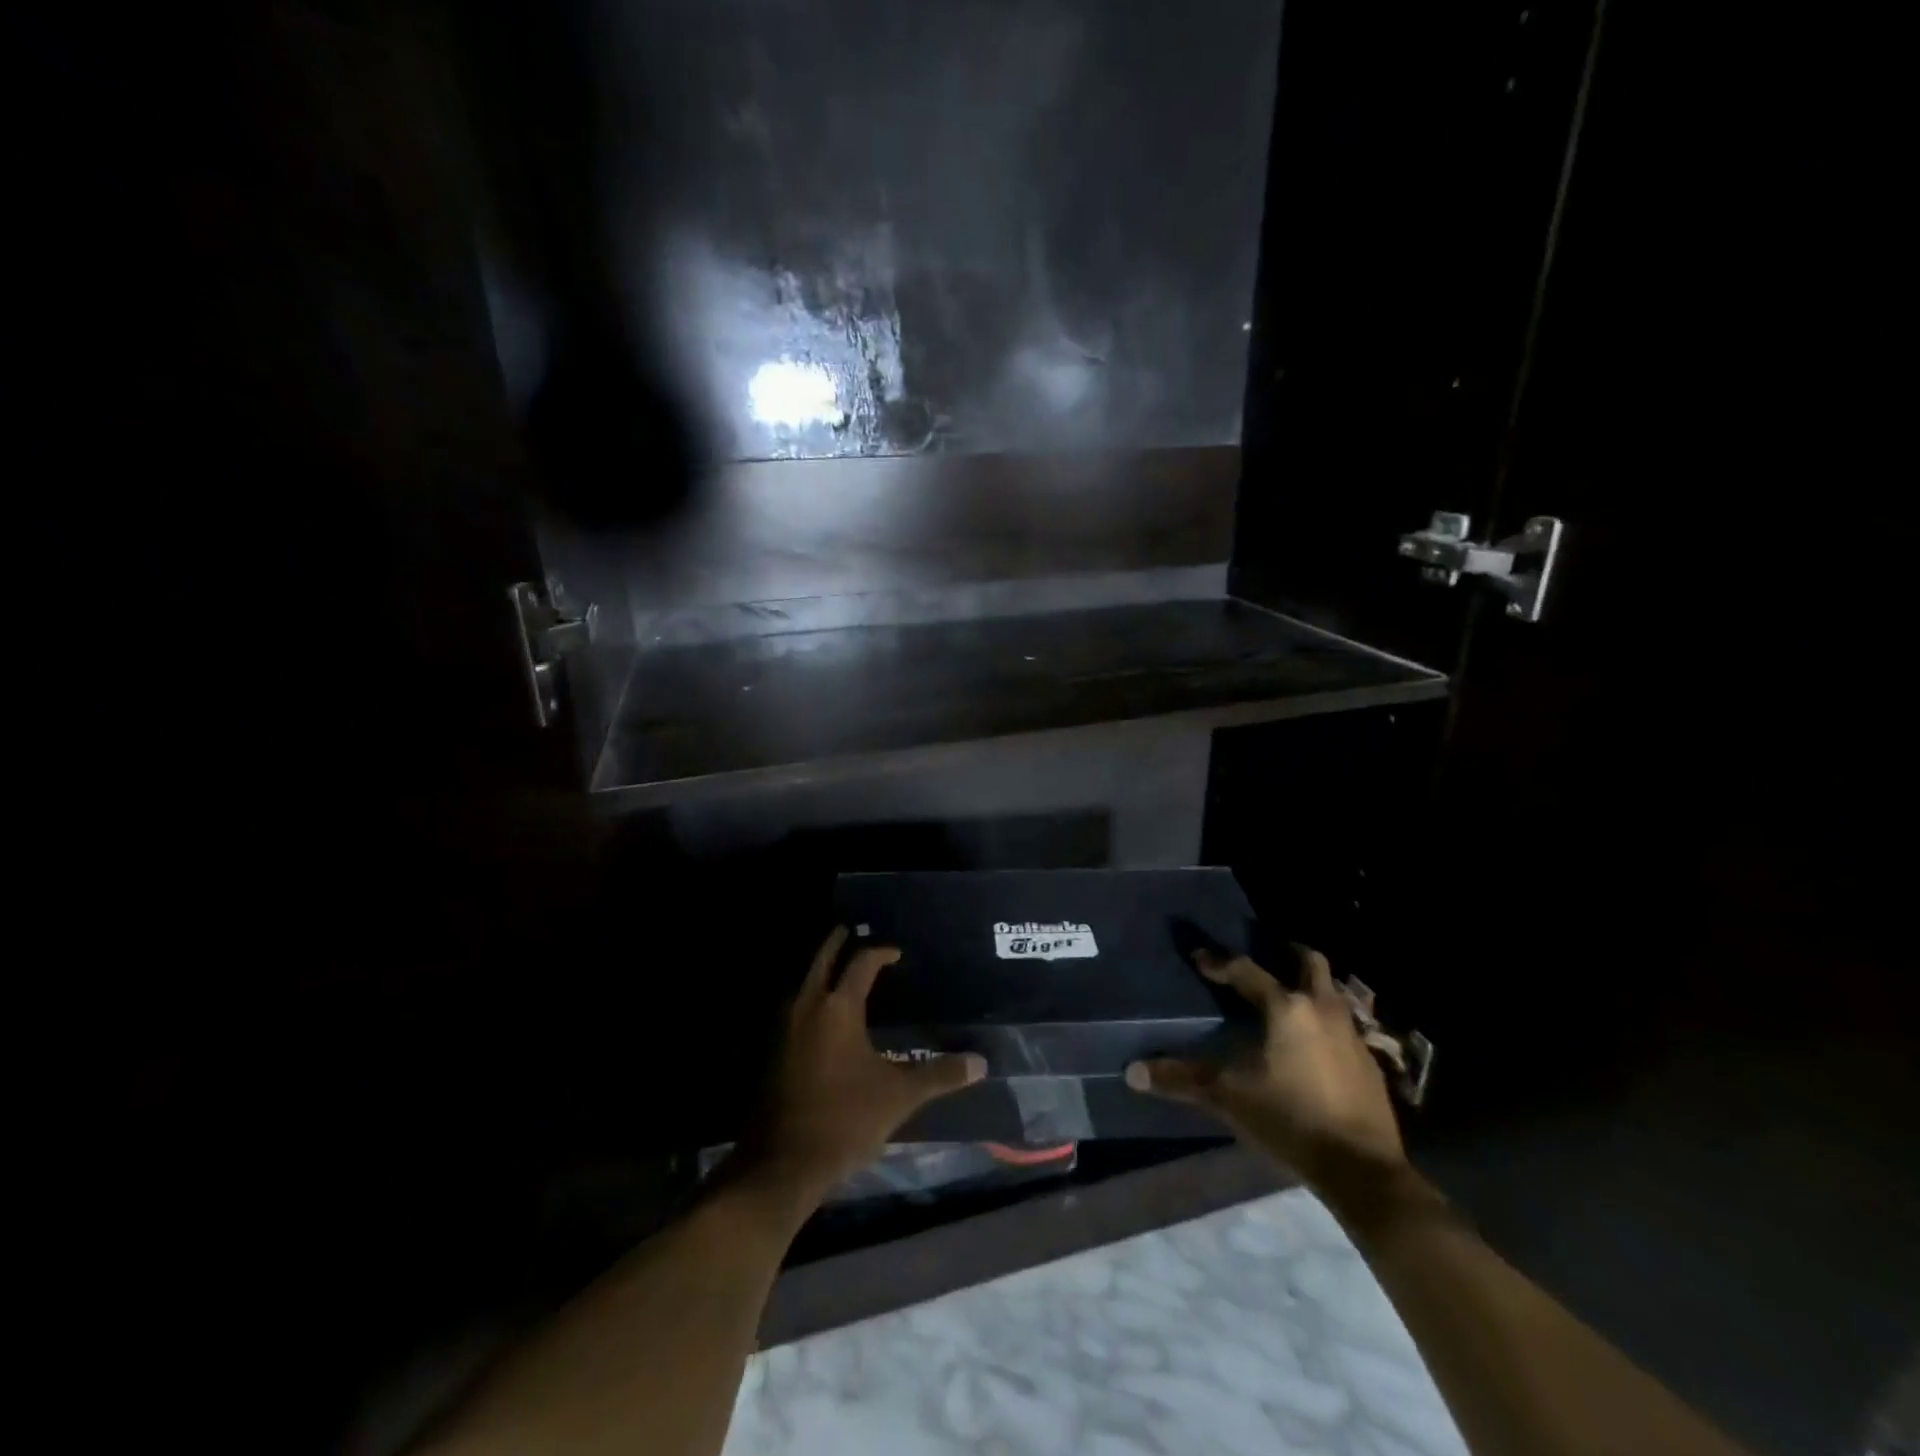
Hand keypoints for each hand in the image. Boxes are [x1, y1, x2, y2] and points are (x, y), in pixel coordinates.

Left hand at [735, 927, 985, 1211]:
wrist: (785, 1162)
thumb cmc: (846, 1118)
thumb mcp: (899, 1096)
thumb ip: (939, 1075)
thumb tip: (980, 1063)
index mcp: (838, 1007)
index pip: (861, 963)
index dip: (880, 953)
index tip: (896, 953)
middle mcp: (808, 1006)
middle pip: (822, 960)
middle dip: (837, 943)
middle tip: (850, 930)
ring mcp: (786, 1028)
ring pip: (805, 983)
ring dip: (821, 970)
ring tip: (841, 968)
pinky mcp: (776, 1051)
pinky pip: (796, 1008)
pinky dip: (811, 997)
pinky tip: (825, 1015)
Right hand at [1126, 945, 1408, 1199]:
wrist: (1363, 1169)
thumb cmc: (1290, 1119)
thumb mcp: (1228, 1097)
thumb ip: (1182, 1079)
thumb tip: (1132, 1072)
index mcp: (1286, 1008)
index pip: (1246, 970)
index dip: (1218, 962)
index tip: (1198, 956)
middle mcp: (1322, 1009)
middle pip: (1309, 961)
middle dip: (1287, 951)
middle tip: (1266, 951)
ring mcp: (1351, 1034)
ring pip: (1331, 991)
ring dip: (1310, 985)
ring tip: (1287, 993)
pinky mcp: (1369, 1062)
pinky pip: (1343, 1024)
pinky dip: (1324, 1020)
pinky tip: (1312, 1041)